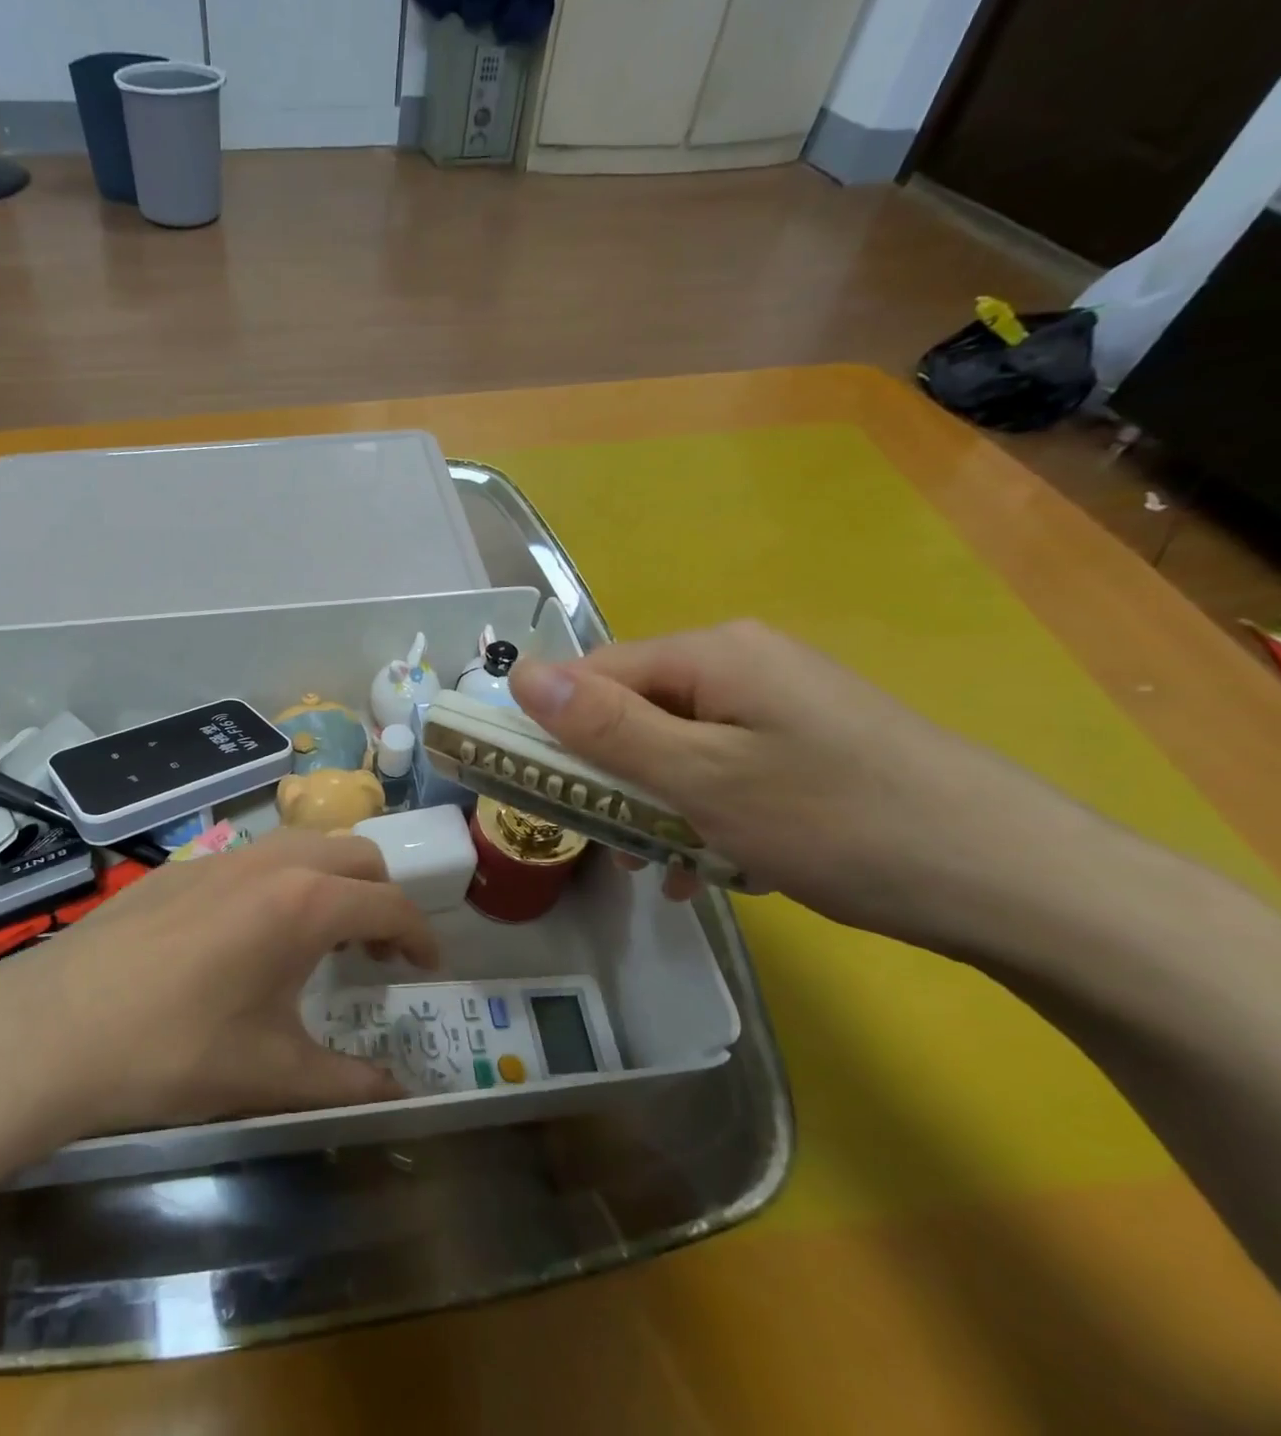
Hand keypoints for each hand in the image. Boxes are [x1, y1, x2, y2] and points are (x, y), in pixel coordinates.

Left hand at [0, 830, 438, 1181]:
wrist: (55, 1025)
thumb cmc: (174, 1050)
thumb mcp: (270, 1074)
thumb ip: (348, 1083)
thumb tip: (400, 1096)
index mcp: (304, 904)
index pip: (389, 904)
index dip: (419, 936)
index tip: (426, 968)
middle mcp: (271, 863)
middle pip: (356, 856)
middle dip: (381, 897)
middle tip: (374, 951)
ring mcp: (222, 857)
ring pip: (305, 845)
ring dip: (332, 881)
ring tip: (320, 937)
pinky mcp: (184, 866)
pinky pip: (257, 856)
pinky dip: (284, 879)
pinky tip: (252, 933)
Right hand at [508, 620, 1099, 953]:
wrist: (1012, 879)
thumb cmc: (834, 820)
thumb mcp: (699, 777)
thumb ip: (605, 726)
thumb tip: (521, 674)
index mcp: (712, 654)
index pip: (596, 671)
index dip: (556, 726)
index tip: (537, 788)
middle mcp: (743, 663)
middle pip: (636, 709)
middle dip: (611, 775)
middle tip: (608, 842)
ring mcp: (781, 704)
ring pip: (678, 746)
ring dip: (655, 804)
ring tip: (660, 867)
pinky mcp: (809, 745)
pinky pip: (725, 768)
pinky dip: (705, 813)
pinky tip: (716, 866)